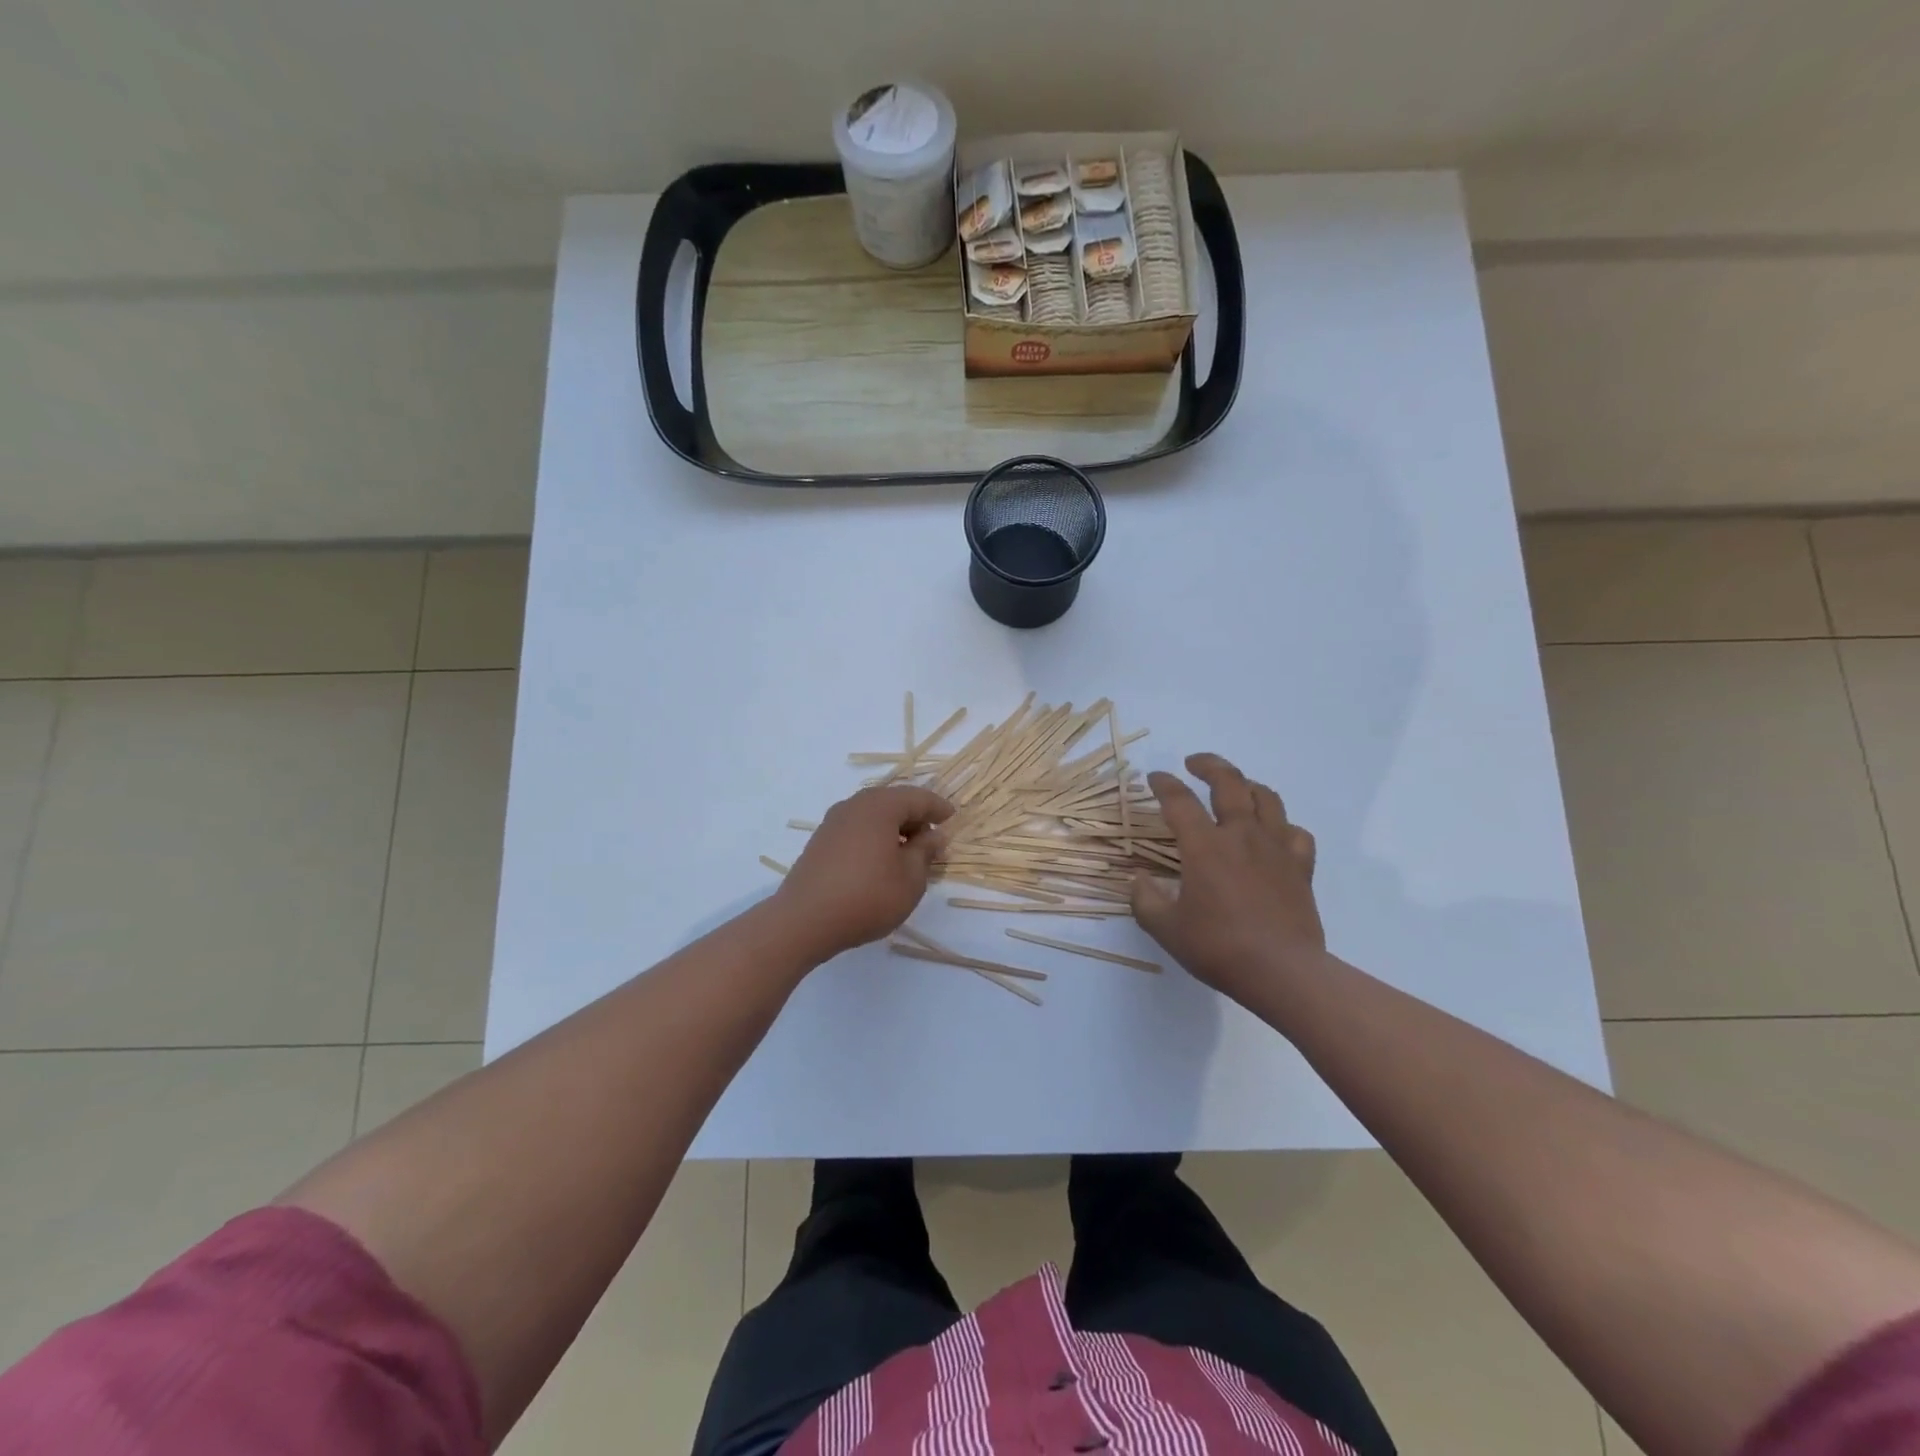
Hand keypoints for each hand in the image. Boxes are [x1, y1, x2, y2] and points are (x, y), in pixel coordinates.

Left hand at [774, 786, 953, 961]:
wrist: (803, 921)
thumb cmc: (867, 897)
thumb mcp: (910, 878)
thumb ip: (925, 851)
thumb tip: (935, 834)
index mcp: (880, 806)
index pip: (917, 797)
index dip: (938, 808)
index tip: (953, 819)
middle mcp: (855, 805)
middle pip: (892, 802)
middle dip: (915, 817)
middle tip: (933, 838)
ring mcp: (833, 822)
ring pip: (873, 815)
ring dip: (894, 828)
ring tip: (909, 853)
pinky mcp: (820, 841)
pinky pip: (856, 829)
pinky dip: (874, 837)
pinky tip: (880, 862)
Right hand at [1130, 753, 1324, 1000]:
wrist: (1282, 972)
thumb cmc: (1219, 947)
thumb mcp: (1166, 929)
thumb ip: (1145, 900)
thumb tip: (1140, 880)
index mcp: (1204, 846)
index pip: (1179, 801)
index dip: (1164, 784)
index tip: (1154, 777)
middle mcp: (1241, 836)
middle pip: (1229, 783)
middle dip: (1209, 765)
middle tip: (1194, 763)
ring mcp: (1275, 848)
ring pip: (1267, 798)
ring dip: (1247, 785)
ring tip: (1236, 787)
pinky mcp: (1300, 867)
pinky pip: (1295, 833)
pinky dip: (1282, 825)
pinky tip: (1274, 833)